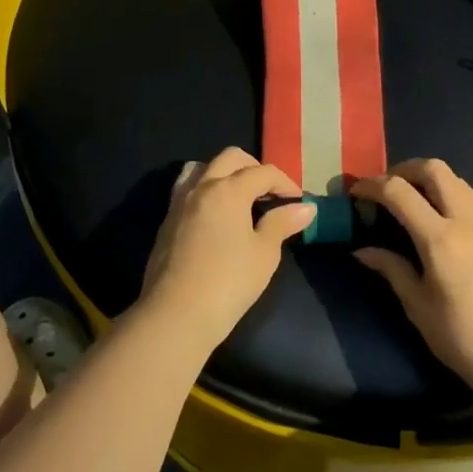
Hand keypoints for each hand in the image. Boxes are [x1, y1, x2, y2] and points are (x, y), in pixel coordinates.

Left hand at [139, 147, 313, 352]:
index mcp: (229, 189)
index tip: (297, 201)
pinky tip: (215, 216)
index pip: (263, 172)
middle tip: (269, 193)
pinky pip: (187, 188)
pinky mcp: (167, 220)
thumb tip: (305, 207)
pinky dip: (205, 190)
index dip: (285, 182)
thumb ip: (281, 224)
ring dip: (224, 173)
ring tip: (238, 197)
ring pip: (202, 167)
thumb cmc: (229, 282)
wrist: (176, 313)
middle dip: (254, 168)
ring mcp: (179, 202)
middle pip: (230, 158)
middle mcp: (202, 186)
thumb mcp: (264, 254)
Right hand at [351, 159, 472, 403]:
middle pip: (435, 169)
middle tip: (387, 188)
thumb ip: (391, 270)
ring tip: (415, 206)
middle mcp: (470, 222)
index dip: (372, 184)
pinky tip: (449, 233)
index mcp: (441, 239)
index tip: (356, 191)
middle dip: (405, 170)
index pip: (398, 191)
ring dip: (432, 183)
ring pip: (460, 183)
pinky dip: (455, 204)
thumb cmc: (465, 342)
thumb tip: (362, 250)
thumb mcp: (419, 309)